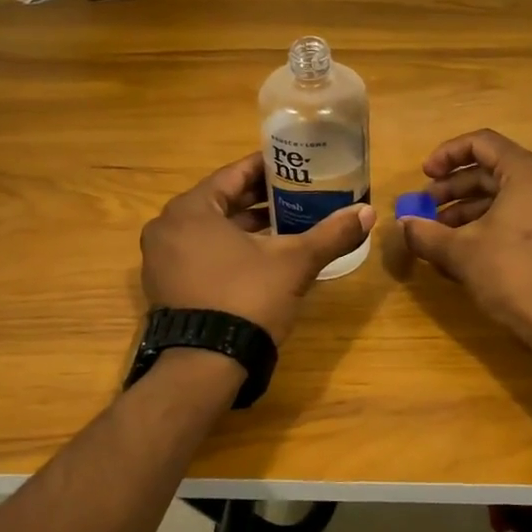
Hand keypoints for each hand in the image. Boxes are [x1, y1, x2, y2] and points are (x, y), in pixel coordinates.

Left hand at [141, 152, 374, 343]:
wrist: (205, 366)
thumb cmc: (247, 298)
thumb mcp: (294, 262)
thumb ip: (331, 234)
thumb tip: (369, 213)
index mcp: (191, 209)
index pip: (233, 174)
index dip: (267, 168)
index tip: (293, 165)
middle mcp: (167, 227)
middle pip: (221, 201)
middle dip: (259, 199)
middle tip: (295, 193)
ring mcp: (161, 260)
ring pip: (210, 230)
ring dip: (245, 226)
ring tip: (284, 224)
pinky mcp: (166, 287)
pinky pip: (200, 253)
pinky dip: (227, 249)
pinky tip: (260, 257)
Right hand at [399, 130, 531, 374]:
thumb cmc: (515, 276)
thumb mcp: (462, 252)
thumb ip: (426, 233)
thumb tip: (403, 225)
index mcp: (528, 172)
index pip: (481, 143)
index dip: (446, 155)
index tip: (424, 176)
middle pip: (492, 170)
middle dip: (453, 188)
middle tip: (424, 209)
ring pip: (504, 194)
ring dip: (467, 209)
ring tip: (437, 234)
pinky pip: (519, 213)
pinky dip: (489, 223)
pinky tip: (463, 250)